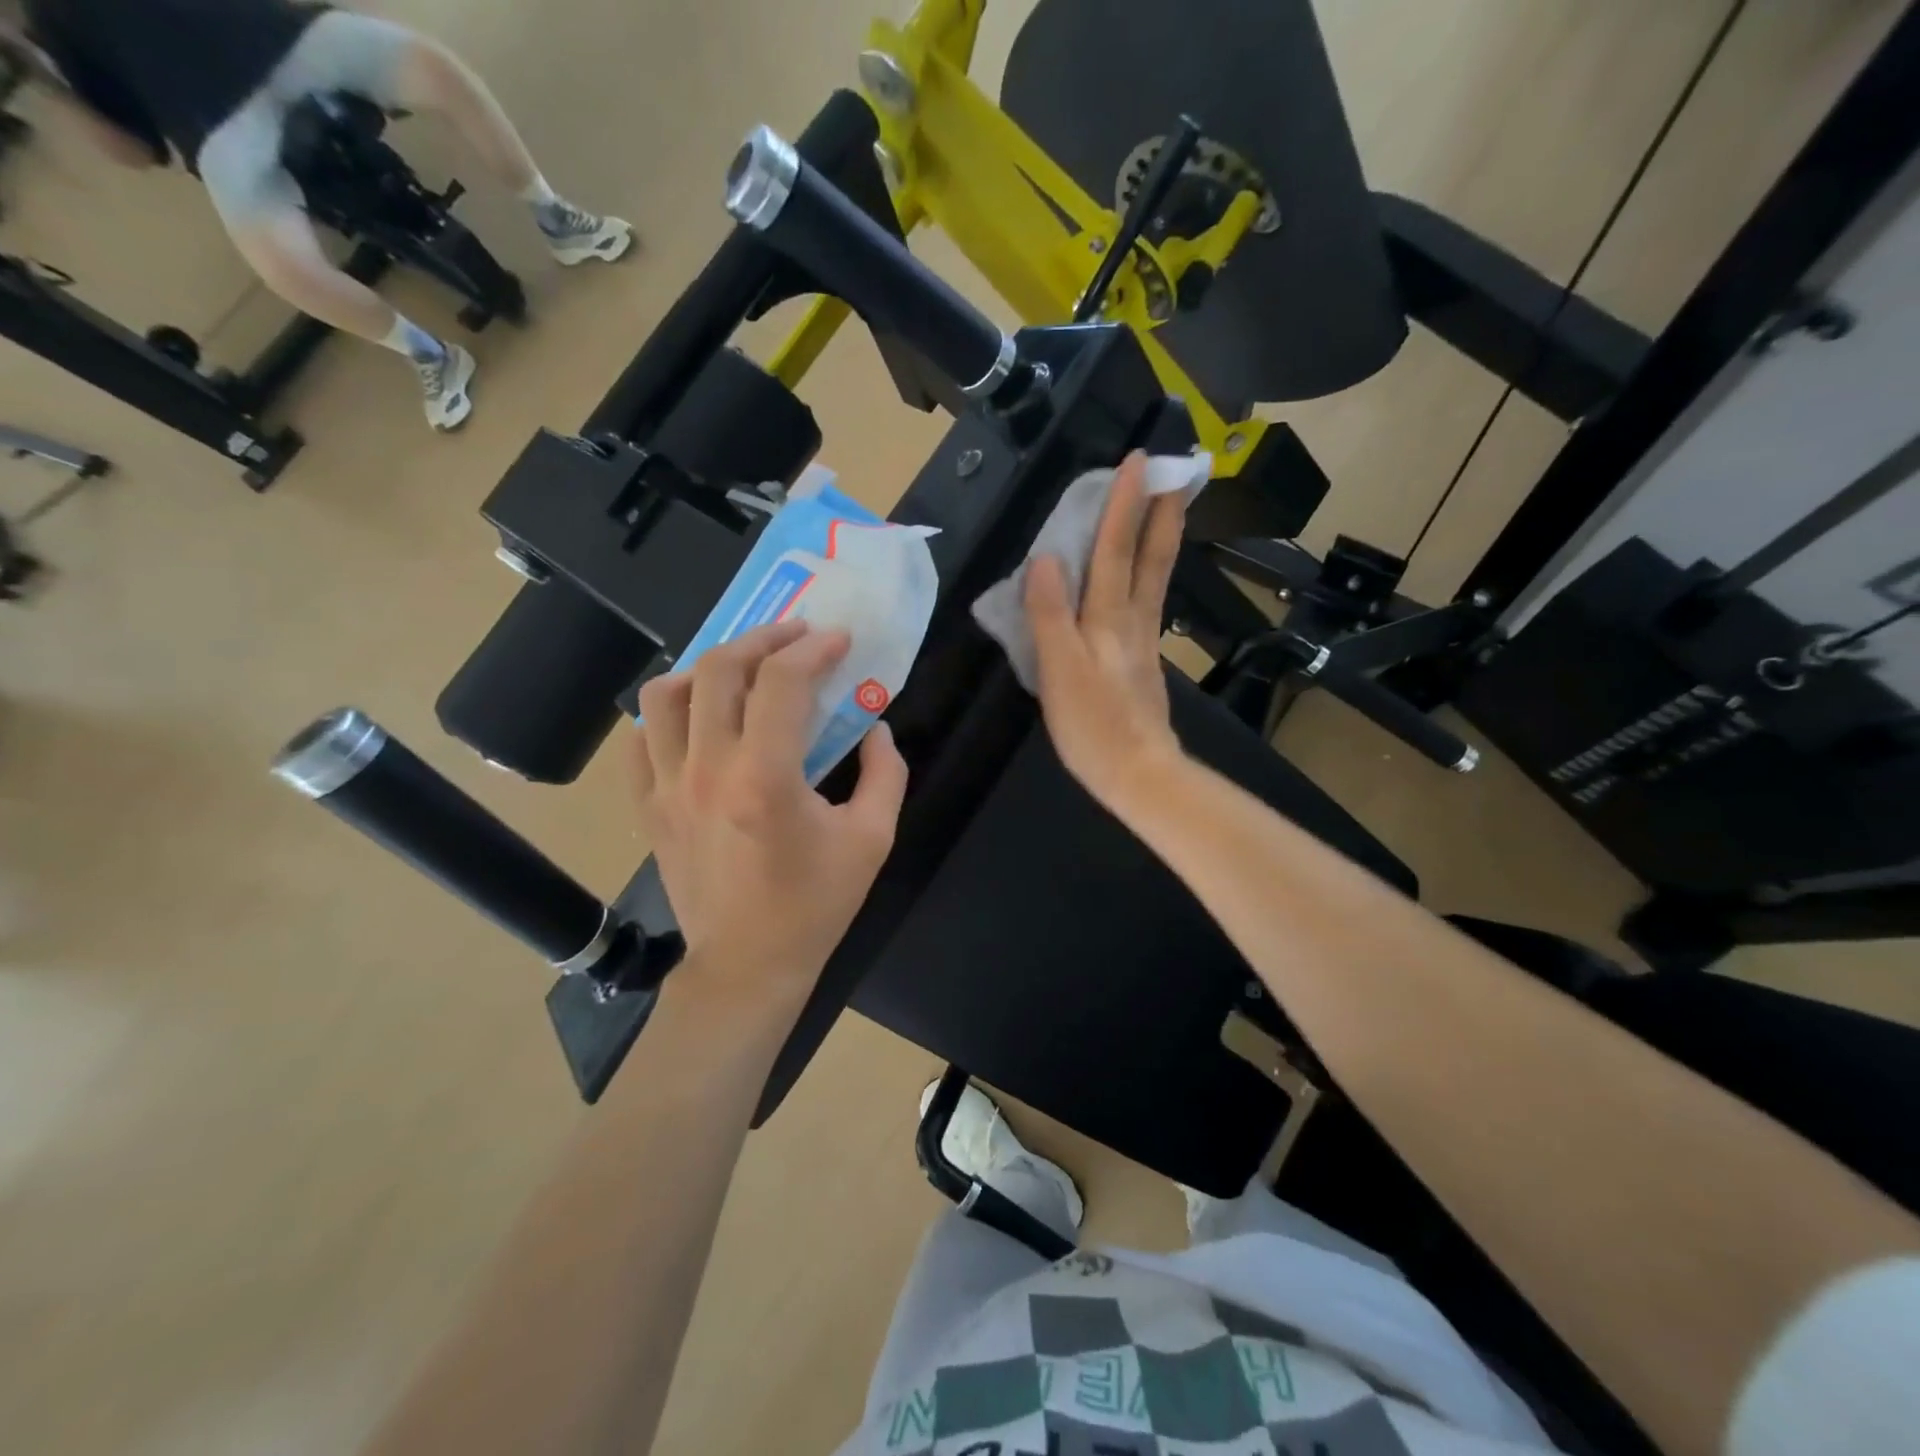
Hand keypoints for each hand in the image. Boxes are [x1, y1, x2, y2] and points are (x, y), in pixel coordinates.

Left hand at [633, 622, 908, 1013]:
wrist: (747, 966)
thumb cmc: (814, 906)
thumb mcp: (872, 840)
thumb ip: (885, 775)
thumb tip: (878, 730)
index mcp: (765, 778)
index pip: (783, 683)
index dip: (814, 649)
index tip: (838, 640)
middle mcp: (706, 770)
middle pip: (719, 670)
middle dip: (763, 639)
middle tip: (795, 637)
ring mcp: (667, 787)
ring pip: (665, 695)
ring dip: (707, 667)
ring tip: (741, 670)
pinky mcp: (648, 807)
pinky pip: (640, 739)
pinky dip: (668, 713)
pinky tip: (699, 717)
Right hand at [1026, 451, 1187, 811]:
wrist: (1139, 774)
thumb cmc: (1093, 726)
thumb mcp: (1059, 671)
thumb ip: (1050, 615)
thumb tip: (1045, 558)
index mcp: (1109, 619)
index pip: (1114, 550)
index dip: (1123, 505)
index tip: (1139, 459)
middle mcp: (1133, 622)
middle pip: (1149, 558)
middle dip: (1160, 512)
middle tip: (1177, 471)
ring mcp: (1144, 643)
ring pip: (1155, 579)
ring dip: (1161, 539)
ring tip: (1169, 510)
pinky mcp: (1145, 663)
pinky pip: (1148, 604)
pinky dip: (1151, 576)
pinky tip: (1147, 577)